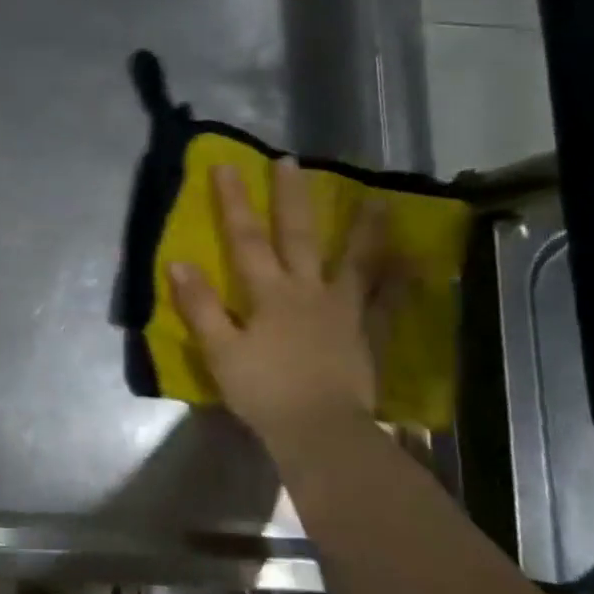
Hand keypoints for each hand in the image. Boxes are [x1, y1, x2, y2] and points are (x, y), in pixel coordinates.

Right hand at [169, 157, 387, 449]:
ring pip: (355, 262)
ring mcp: (344, 311)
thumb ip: (200, 307)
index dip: (234, 202)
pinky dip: (401, 283)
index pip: (245, 239)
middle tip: (293, 161)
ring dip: (364, 230)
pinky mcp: (367, 335)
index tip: (226, 165)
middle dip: (292, 198)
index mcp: (269, 294)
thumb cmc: (263, 392)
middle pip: (299, 237)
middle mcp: (308, 291)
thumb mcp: (219, 351)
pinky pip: (388, 304)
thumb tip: (178, 262)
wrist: (320, 431)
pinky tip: (415, 265)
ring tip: (378, 200)